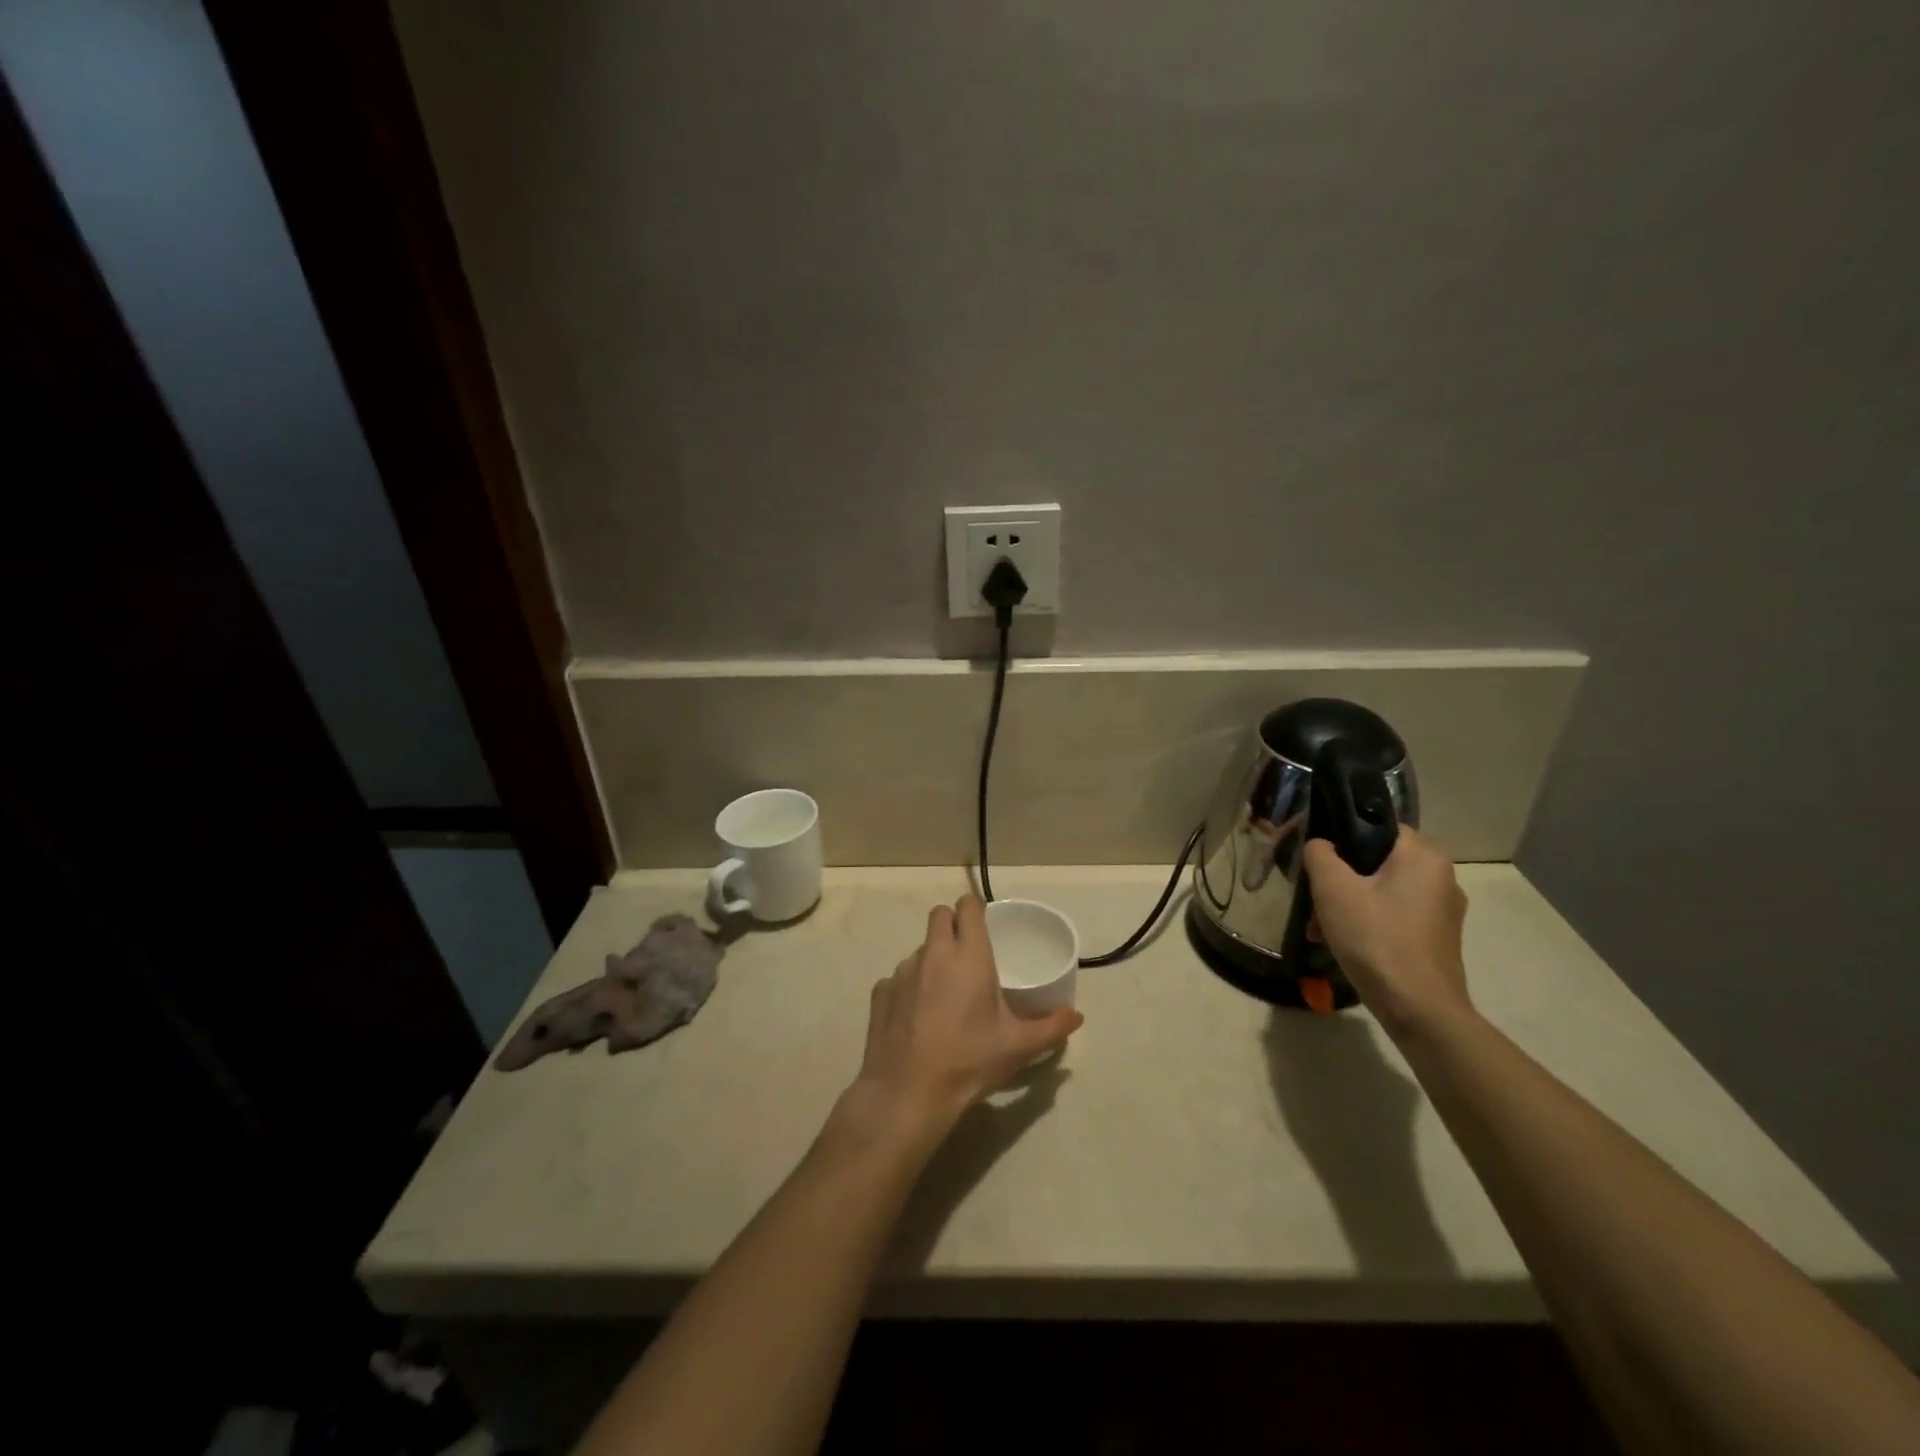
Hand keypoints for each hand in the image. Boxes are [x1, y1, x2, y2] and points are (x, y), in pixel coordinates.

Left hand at [850, 894, 1082, 1130]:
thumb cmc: (968, 1061)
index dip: (976, 909)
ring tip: (944, 995)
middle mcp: (933, 953)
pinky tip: (916, 1018)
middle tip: (967, 955)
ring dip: (932, 960)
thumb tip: (1077, 1017)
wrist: (908, 1092)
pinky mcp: (880, 992)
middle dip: (952, 925)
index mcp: (968, 955)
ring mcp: (902, 971)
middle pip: (939, 915)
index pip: (968, 906)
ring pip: (919, 949)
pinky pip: (897, 978)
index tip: (985, 925)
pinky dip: (909, 989)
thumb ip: (1051, 1028)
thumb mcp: (1018, 1047)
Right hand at [1302, 826, 1471, 1036]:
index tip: (1314, 855)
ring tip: (1318, 928)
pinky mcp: (1437, 940)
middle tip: (1312, 897)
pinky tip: (1340, 944)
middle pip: (1377, 862)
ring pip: (1382, 892)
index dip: (1342, 835)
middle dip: (1339, 879)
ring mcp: (1443, 912)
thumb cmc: (1375, 938)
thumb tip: (1321, 845)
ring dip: (1348, 904)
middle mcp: (1441, 878)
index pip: (1378, 826)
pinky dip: (1366, 923)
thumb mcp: (1333, 888)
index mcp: (1424, 856)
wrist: (1418, 1009)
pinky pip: (1393, 917)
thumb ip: (1320, 854)